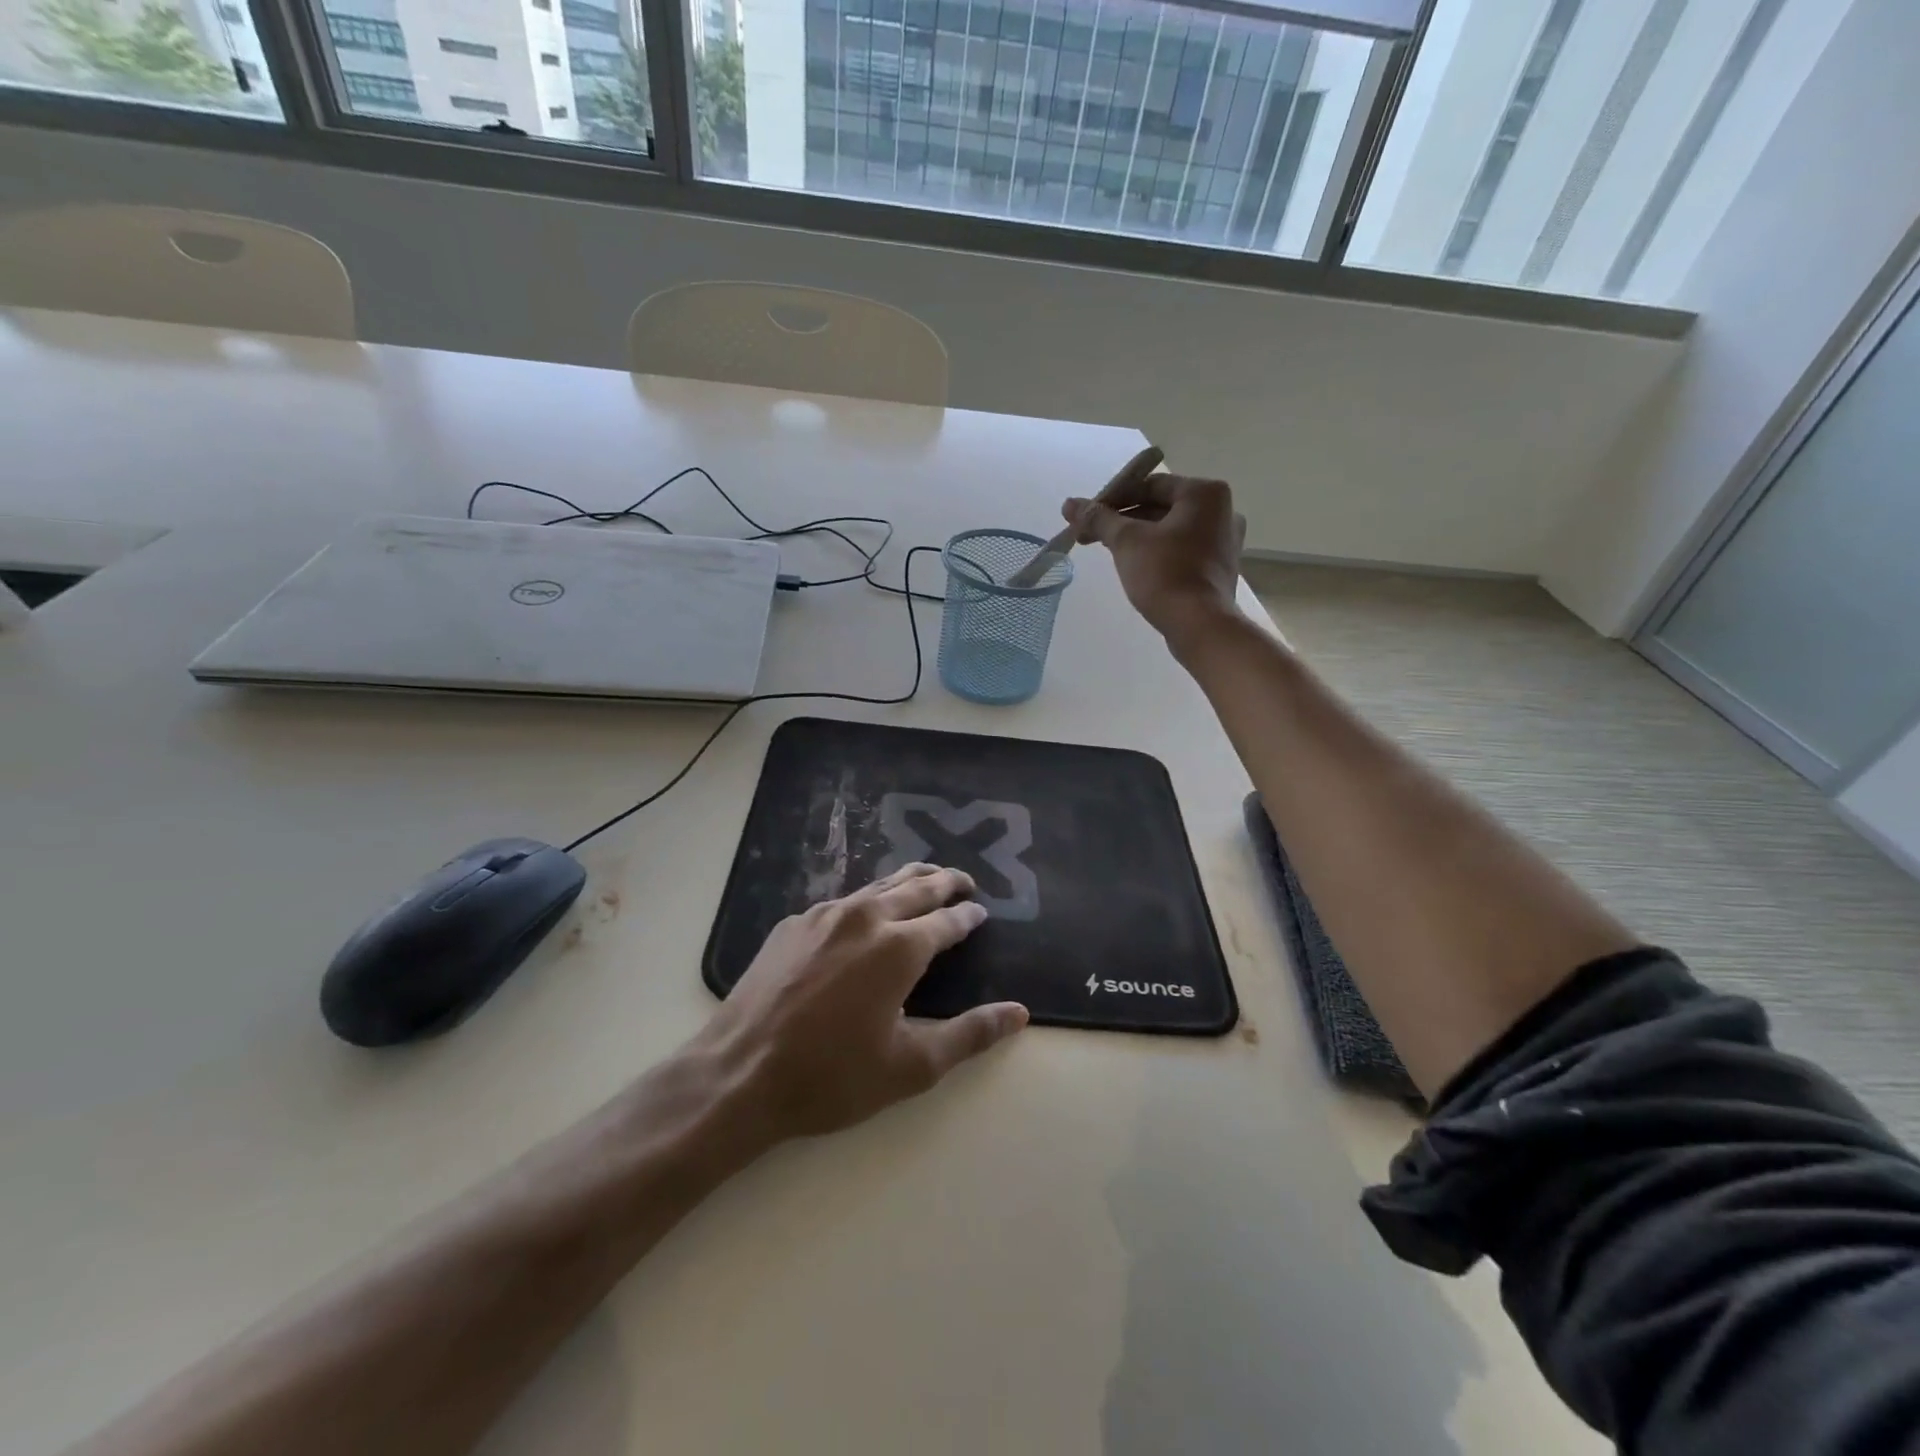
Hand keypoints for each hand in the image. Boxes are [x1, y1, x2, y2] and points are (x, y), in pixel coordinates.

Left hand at [695, 863, 1027, 1142]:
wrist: (739, 1074)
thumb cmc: (831, 1076)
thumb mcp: (911, 1067)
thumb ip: (970, 1035)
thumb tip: (1018, 1013)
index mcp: (899, 947)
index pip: (947, 920)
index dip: (968, 916)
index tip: (980, 912)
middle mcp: (865, 916)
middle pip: (916, 886)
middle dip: (945, 881)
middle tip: (964, 881)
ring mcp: (824, 915)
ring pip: (878, 885)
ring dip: (908, 882)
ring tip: (926, 881)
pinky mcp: (793, 924)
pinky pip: (843, 901)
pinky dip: (868, 900)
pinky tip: (865, 914)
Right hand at [1063, 473, 1245, 650]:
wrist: (1199, 625)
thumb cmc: (1165, 574)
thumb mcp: (1126, 541)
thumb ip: (1098, 518)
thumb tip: (1070, 504)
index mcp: (1204, 493)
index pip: (1150, 484)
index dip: (1113, 497)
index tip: (1088, 515)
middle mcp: (1222, 510)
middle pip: (1160, 506)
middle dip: (1122, 519)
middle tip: (1090, 535)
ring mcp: (1224, 540)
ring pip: (1170, 529)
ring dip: (1137, 536)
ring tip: (1107, 550)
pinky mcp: (1218, 567)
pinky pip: (1181, 549)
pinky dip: (1157, 552)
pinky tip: (1134, 566)